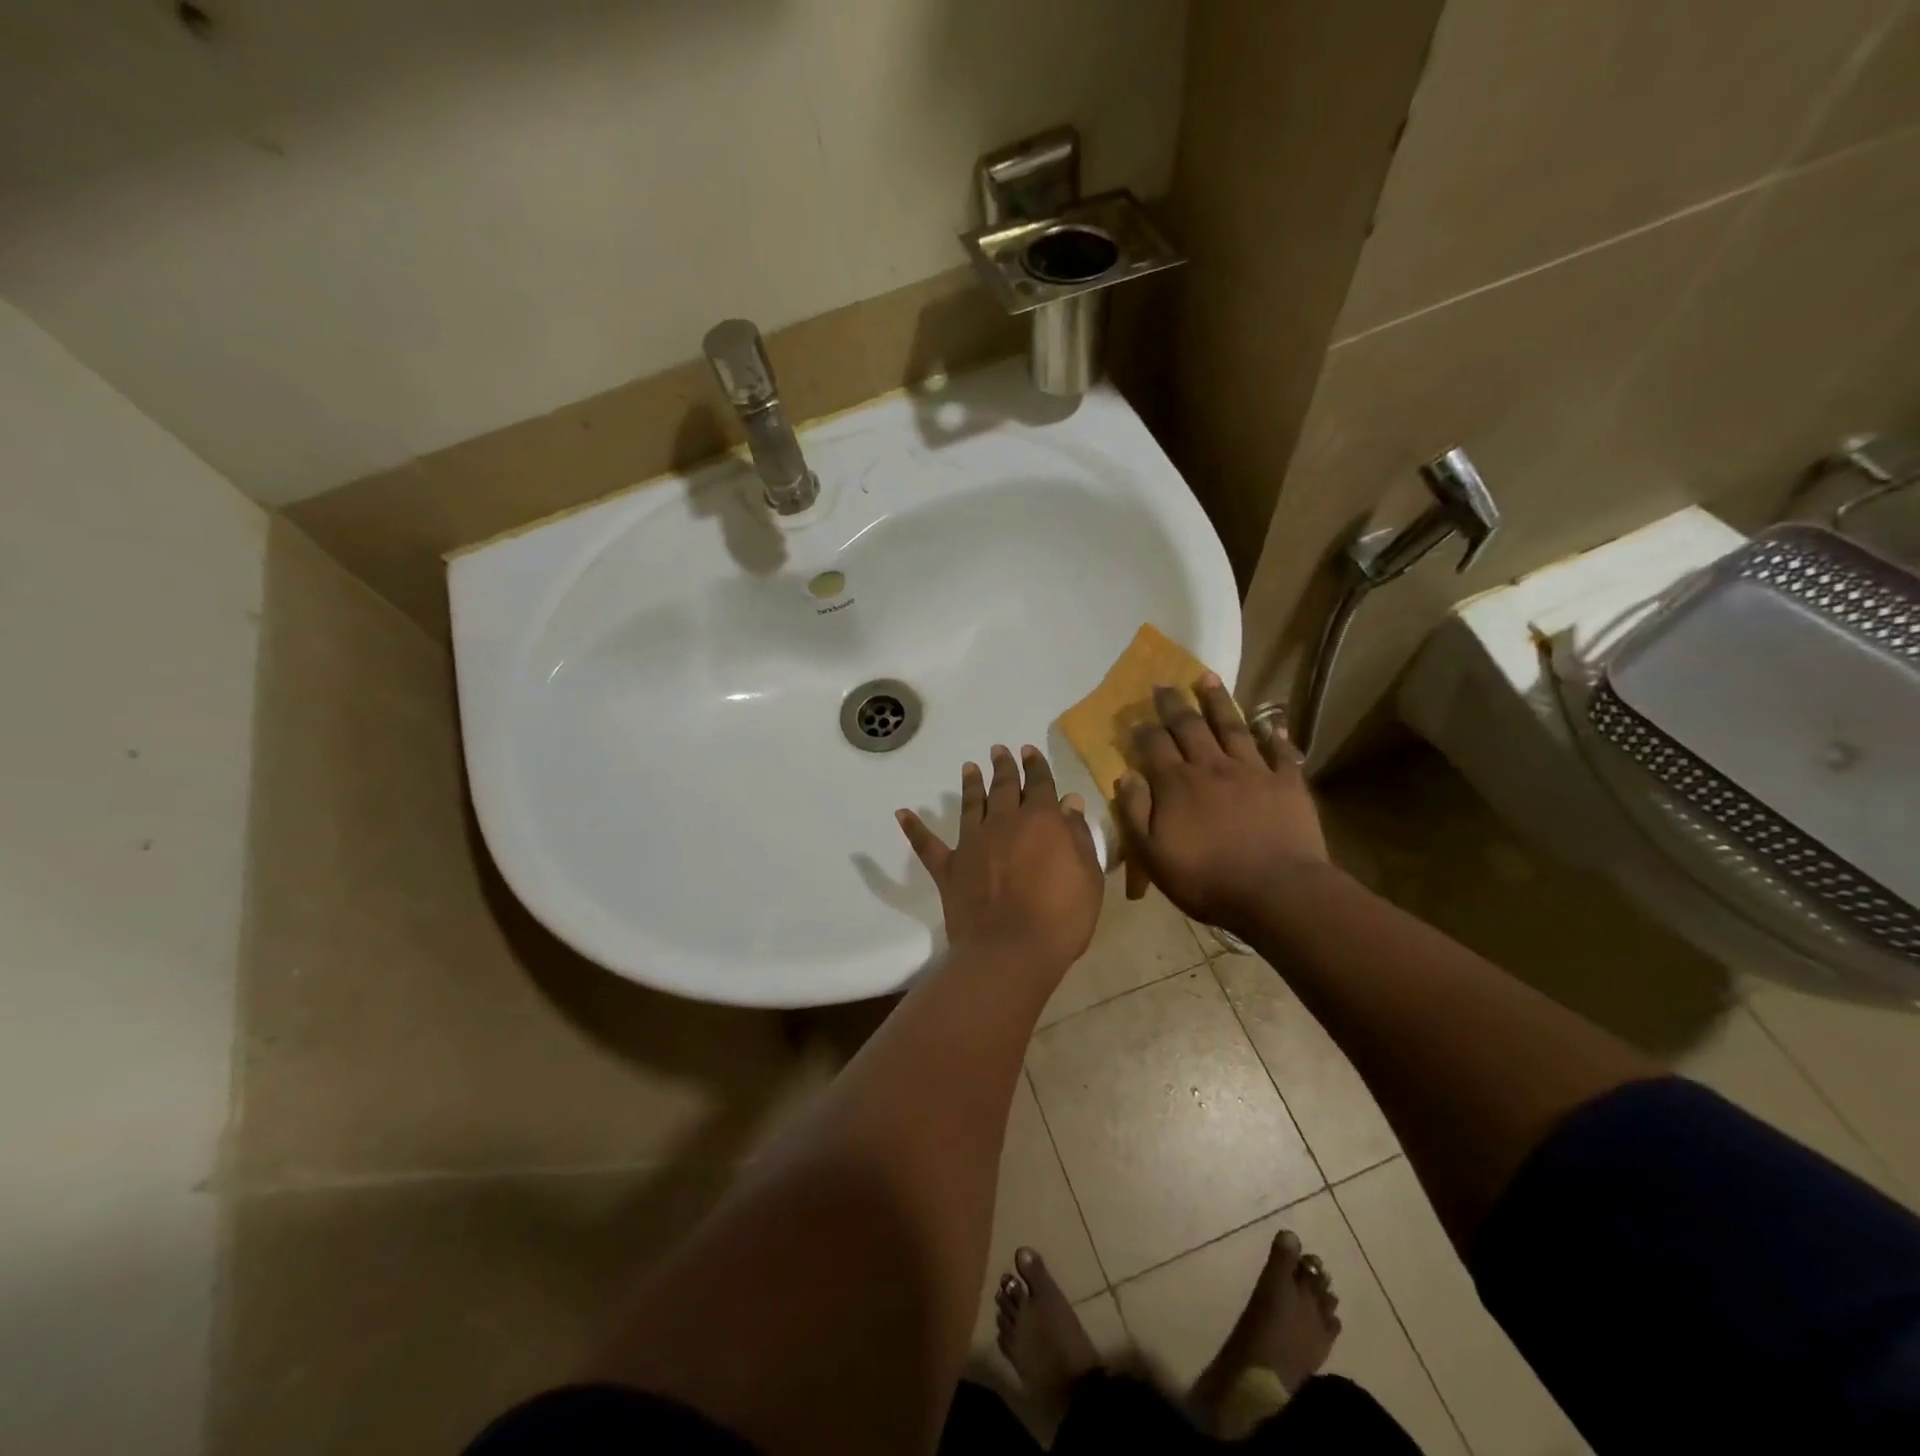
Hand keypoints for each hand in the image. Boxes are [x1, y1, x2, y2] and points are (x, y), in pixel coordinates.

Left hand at [898, 744, 1103, 972]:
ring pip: (970, 804)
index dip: (1036, 766)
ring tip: (968, 767)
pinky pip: (927, 844)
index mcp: (1041, 820)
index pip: (1040, 784)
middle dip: (1003, 766)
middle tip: (999, 750)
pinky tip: (902, 813)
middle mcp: (1003, 822)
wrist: (1011, 951)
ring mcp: (972, 843)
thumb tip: (1068, 803)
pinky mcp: (948, 867)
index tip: (1029, 751)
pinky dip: (914, 828)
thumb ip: (1077, 836)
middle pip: (1003, 787)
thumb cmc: (1061, 918)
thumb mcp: (1087, 876)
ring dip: (970, 785)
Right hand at [1116, 674, 1329, 938]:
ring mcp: (1252, 771)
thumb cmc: (1206, 880)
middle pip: (1189, 726)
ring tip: (1207, 677)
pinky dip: (1275, 736)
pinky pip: (1280, 752)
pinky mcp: (1287, 783)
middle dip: (1174, 704)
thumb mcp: (1151, 855)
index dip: (1143, 730)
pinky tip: (1272, 723)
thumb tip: (1124, 776)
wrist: (1276, 893)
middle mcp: (1211, 767)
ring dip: (1218, 701)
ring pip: (1232, 726)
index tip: (1135, 719)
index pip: (1153, 745)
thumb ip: (1134, 813)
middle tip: (1164, 684)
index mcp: (1176, 784)